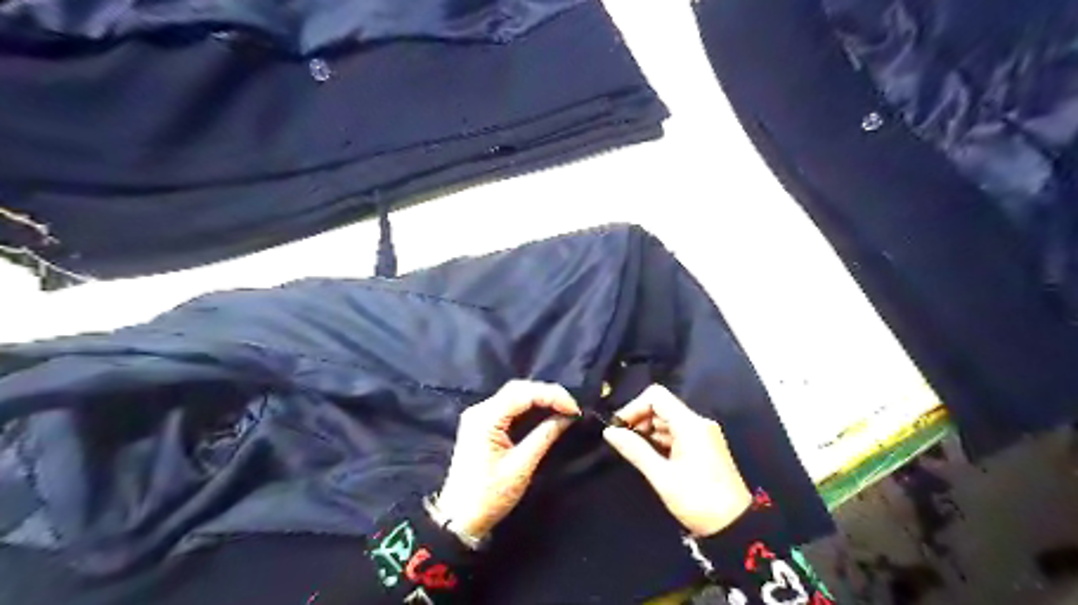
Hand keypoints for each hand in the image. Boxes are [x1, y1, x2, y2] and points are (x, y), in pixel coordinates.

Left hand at [434, 381, 582, 540]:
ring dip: (539, 398)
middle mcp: (480, 410)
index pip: (523, 393)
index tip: (575, 409)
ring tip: (563, 408)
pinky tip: (545, 412)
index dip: (552, 396)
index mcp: (485, 418)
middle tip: (571, 407)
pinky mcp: (481, 425)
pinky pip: (508, 406)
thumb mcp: (521, 467)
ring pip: (514, 395)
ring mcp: (478, 416)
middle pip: (518, 389)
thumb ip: (544, 436)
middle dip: (547, 394)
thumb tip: (567, 417)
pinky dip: (528, 406)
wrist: (459, 519)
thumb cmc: (489, 496)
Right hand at [606, 384, 751, 535]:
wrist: (736, 527)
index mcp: (690, 425)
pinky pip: (677, 433)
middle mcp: (698, 423)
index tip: (619, 427)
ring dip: (648, 431)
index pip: (656, 396)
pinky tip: (651, 457)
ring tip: (635, 452)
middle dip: (639, 420)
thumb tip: (610, 432)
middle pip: (662, 407)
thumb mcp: (662, 477)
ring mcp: (702, 435)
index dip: (634, 407)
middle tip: (624, 442)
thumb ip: (635, 451)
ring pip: (668, 420)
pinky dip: (660, 440)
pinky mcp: (703, 447)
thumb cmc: (698, 500)